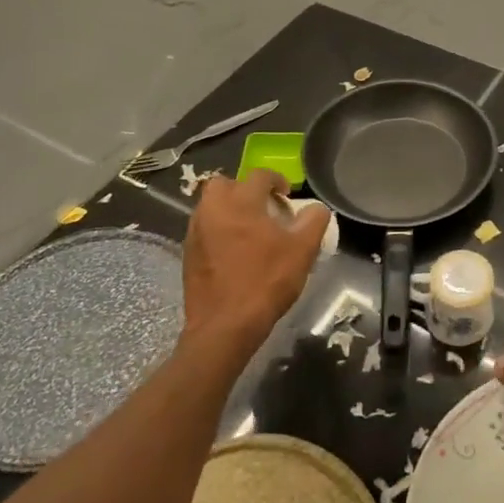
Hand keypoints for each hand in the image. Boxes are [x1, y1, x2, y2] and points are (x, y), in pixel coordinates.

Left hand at [181, 170, 330, 362]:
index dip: (277, 181)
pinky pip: (204, 229)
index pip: (259, 176)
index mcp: (240, 202)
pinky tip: (235, 252)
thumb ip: (314, 221)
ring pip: (211, 206)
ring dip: (230, 209)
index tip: (287, 196)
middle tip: (263, 208)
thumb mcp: (303, 250)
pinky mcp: (188, 254)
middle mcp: (212, 210)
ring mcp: (195, 232)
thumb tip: (315, 209)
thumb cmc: (266, 282)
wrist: (225, 326)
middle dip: (244, 190)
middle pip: (225, 184)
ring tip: (250, 231)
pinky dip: (219, 230)